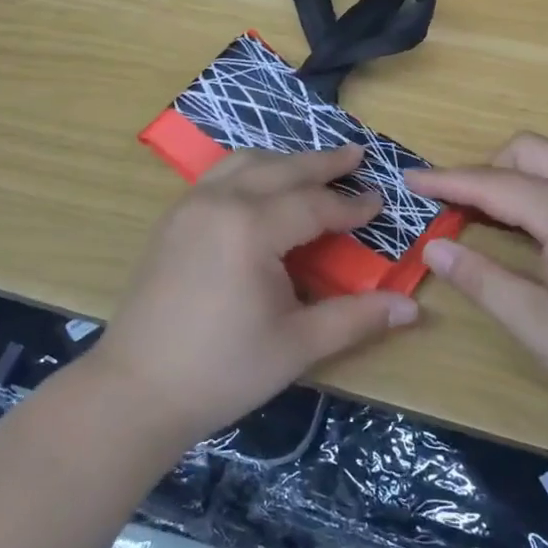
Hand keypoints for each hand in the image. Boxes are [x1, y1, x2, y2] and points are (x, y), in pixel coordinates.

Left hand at [88, 145, 419, 446]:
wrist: (135, 390)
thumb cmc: (222, 370)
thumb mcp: (298, 345)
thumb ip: (356, 318)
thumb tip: (412, 309)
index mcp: (251, 227)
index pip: (314, 205)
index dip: (351, 205)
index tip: (380, 203)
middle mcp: (219, 202)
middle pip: (282, 168)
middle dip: (323, 163)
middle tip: (357, 156)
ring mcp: (190, 205)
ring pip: (246, 163)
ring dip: (285, 161)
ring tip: (314, 168)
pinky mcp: (172, 219)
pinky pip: (219, 176)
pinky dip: (251, 171)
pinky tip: (262, 188)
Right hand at [408, 133, 547, 418]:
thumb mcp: (536, 324)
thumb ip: (482, 278)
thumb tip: (435, 246)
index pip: (494, 183)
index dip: (448, 181)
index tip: (410, 178)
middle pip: (528, 150)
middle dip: (486, 169)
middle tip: (461, 209)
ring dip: (524, 165)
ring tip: (504, 205)